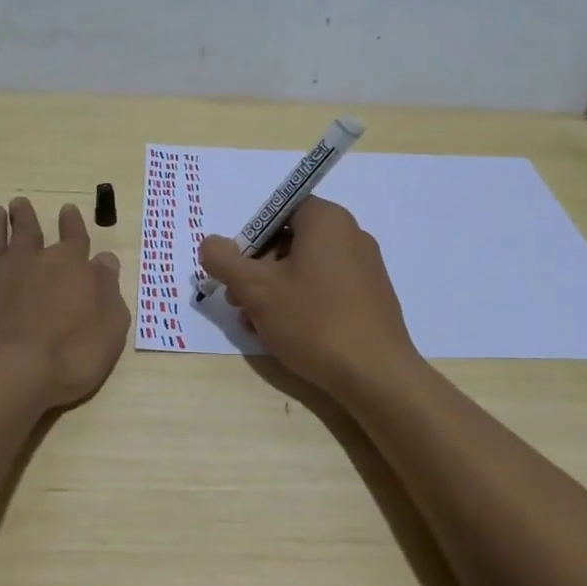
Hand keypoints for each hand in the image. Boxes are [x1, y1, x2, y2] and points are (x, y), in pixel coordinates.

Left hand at [0, 197, 129, 412]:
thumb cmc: (67, 356)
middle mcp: (28, 260)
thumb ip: (108, 289)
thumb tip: (105, 260)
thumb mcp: (109, 327)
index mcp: (68, 265)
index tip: (68, 209)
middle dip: (26, 216)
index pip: (74, 236)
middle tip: (20, 203)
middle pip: (28, 230)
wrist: (2, 376)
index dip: (73, 223)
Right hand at [197, 197, 421, 395]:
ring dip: (275, 292)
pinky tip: (286, 335)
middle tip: (238, 302)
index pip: (279, 210)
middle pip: (290, 241)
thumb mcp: (256, 289)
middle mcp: (351, 234)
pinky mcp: (372, 298)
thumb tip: (210, 243)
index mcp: (326, 219)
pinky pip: (327, 289)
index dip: (251, 238)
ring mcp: (365, 267)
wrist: (376, 375)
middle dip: (258, 270)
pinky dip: (302, 304)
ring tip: (256, 325)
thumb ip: (225, 260)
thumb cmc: (313, 320)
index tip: (236, 270)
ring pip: (306, 269)